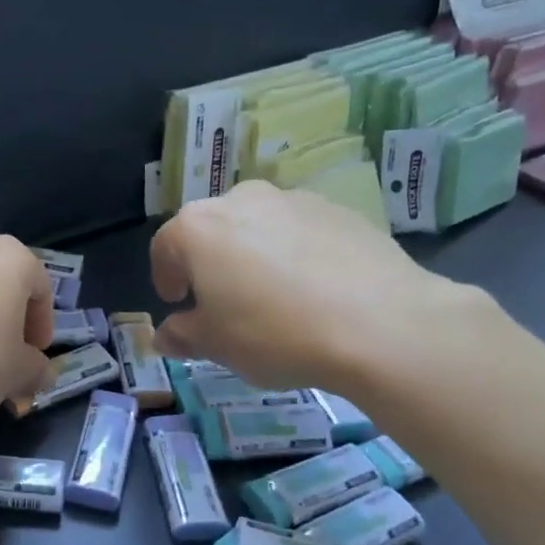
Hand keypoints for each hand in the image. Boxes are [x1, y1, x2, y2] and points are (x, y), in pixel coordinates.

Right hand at [149, 180, 484, 390]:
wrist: (379, 324)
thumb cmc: (275, 333)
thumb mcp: (216, 346)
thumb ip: (183, 335)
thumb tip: (166, 335)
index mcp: (198, 227)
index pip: (165, 246)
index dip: (165, 276)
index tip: (177, 302)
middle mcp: (241, 200)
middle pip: (212, 229)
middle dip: (210, 262)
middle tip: (223, 301)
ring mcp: (294, 199)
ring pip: (259, 226)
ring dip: (254, 254)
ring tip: (274, 297)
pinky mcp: (339, 210)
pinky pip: (301, 231)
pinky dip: (297, 253)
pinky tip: (315, 291)